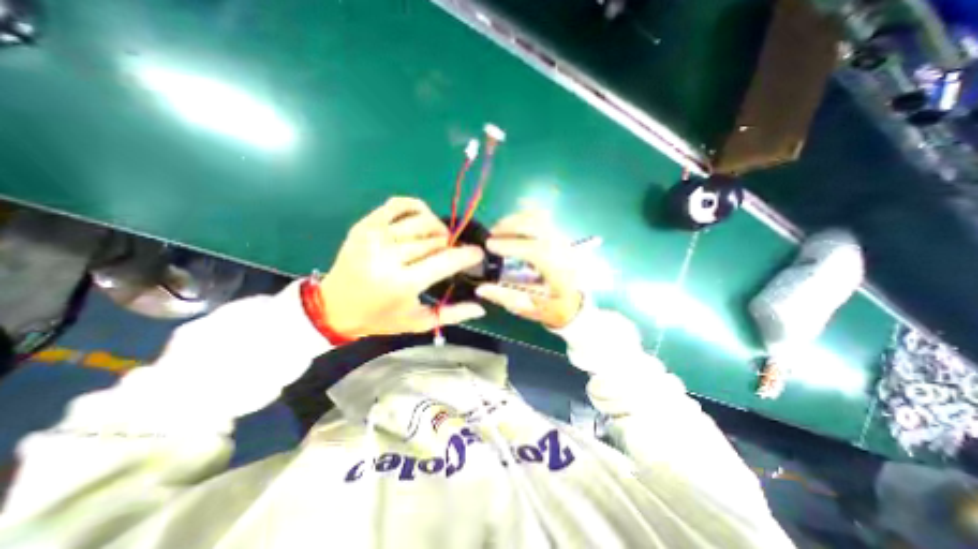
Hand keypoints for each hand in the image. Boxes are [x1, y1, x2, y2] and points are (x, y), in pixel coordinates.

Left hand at [322, 198, 485, 337]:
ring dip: (438, 228)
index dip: (467, 255)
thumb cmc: (380, 318)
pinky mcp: (366, 224)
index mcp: (402, 283)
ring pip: (422, 221)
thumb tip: (481, 307)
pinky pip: (399, 204)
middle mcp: (388, 255)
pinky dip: (416, 207)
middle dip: (451, 245)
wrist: (334, 307)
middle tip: (453, 253)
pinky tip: (422, 219)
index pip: (446, 261)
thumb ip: (451, 314)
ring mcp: (375, 236)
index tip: (478, 253)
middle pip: (436, 239)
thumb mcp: (418, 322)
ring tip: (439, 240)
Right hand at [473, 211, 578, 329]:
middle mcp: (563, 250)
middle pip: (539, 225)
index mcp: (559, 272)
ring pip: (540, 217)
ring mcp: (563, 239)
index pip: (537, 250)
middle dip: (510, 226)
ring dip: (515, 220)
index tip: (490, 246)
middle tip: (491, 236)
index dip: (512, 245)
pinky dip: (523, 217)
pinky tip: (511, 226)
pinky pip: (541, 217)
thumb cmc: (552, 307)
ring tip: (498, 230)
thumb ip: (506, 298)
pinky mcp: (558, 234)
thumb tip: (481, 288)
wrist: (576, 302)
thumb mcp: (529, 308)